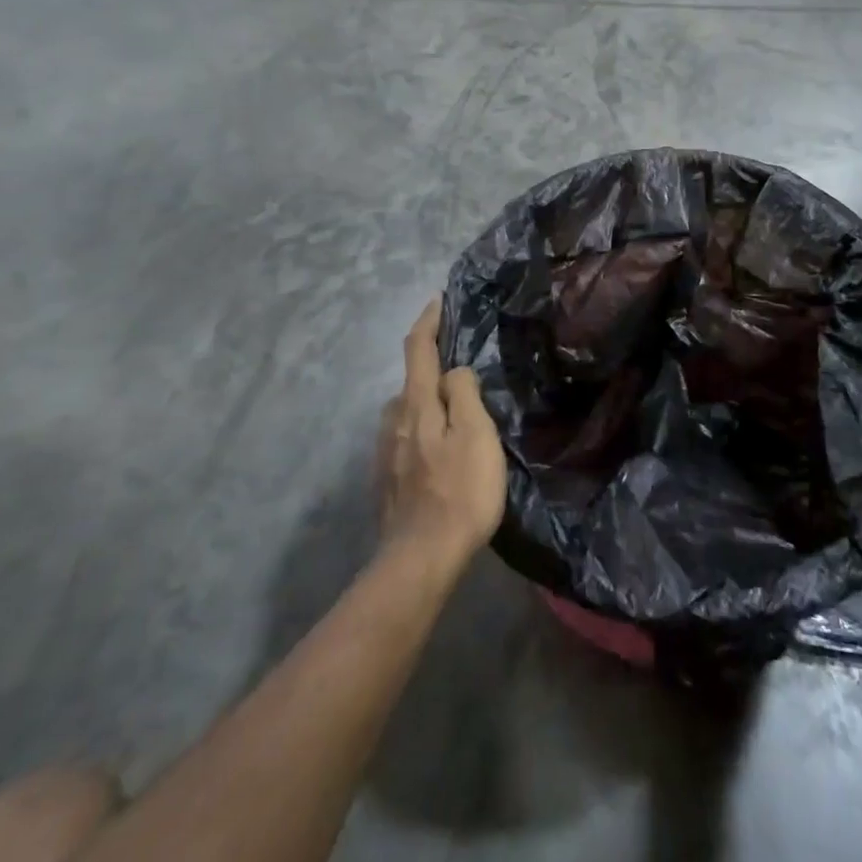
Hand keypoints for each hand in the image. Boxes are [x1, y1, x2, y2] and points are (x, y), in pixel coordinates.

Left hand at [378, 300, 507, 566]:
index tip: (438, 301)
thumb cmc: (459, 491)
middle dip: (432, 369)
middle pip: (411, 382)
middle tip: (463, 373)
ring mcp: (386, 453)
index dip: (428, 322)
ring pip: (407, 413)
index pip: (417, 349)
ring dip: (427, 403)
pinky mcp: (388, 480)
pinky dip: (423, 431)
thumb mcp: (476, 434)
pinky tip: (440, 454)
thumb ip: (464, 393)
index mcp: (416, 404)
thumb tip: (454, 371)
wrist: (420, 561)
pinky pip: (406, 440)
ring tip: (456, 415)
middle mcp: (393, 421)